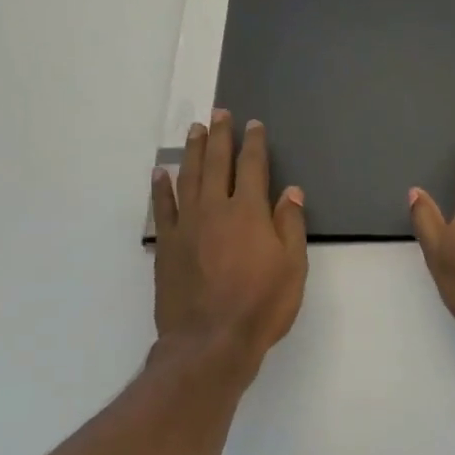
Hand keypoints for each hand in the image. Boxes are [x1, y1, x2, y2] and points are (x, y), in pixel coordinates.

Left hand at [151, 111, 307, 380]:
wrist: (210, 340)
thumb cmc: (262, 305)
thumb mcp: (293, 267)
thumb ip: (290, 225)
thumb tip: (291, 191)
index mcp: (250, 212)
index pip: (253, 168)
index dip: (253, 144)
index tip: (253, 125)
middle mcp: (215, 210)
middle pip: (216, 164)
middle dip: (219, 137)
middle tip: (219, 114)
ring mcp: (186, 226)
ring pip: (187, 178)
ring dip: (191, 152)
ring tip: (194, 131)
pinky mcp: (166, 246)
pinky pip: (162, 208)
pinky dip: (161, 187)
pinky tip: (160, 173)